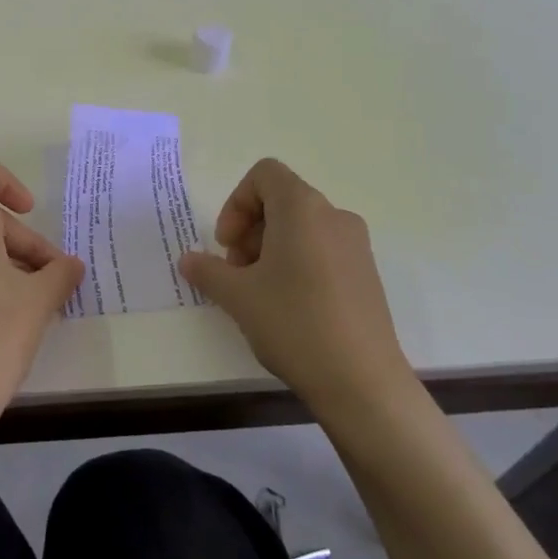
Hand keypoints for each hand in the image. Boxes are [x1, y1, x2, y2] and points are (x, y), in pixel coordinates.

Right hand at [179, 159, 412, 411]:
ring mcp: (356, 246)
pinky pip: (323, 250)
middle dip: (250, 229)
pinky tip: (289, 308)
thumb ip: (207, 271)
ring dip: (271, 249)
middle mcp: (334, 216)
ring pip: (302, 228)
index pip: (265, 174)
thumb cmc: (294, 324)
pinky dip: (298, 264)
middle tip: (236, 272)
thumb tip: (189, 260)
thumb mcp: (237, 296)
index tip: (227, 244)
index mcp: (303, 208)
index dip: (237, 203)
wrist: (363, 384)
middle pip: (282, 201)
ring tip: (259, 294)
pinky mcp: (368, 276)